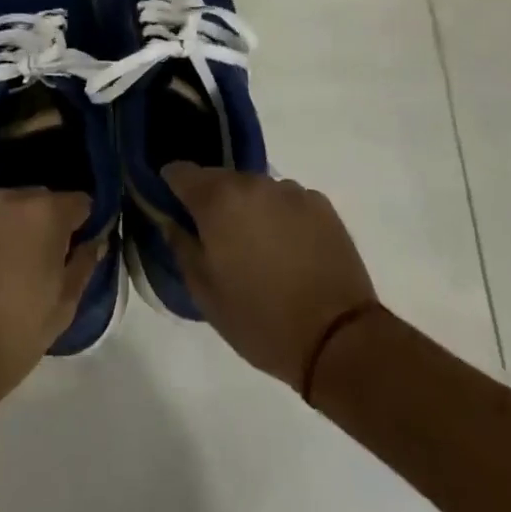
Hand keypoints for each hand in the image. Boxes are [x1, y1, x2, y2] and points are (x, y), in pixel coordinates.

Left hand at [0, 189, 99, 398]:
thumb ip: (83, 264)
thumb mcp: (63, 307)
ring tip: (1, 270)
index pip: (79, 202)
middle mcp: (7, 199)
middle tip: (39, 264)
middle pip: (38, 200)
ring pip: (2, 210)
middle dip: (44, 223)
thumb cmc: (14, 335)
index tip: (77, 248)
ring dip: (9, 228)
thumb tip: (94, 241)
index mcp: (45, 214)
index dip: (83, 223)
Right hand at [163, 165, 381, 392]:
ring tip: (258, 247)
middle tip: (218, 239)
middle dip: (213, 201)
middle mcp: (252, 183)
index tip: (173, 208)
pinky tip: (290, 250)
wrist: (338, 340)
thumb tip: (172, 222)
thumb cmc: (260, 320)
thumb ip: (181, 247)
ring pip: (255, 189)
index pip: (180, 171)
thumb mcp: (204, 293)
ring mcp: (290, 191)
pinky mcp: (321, 204)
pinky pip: (287, 201)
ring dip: (248, 208)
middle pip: (219, 179)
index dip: (171, 186)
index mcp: (218, 200)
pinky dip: (280, 216)